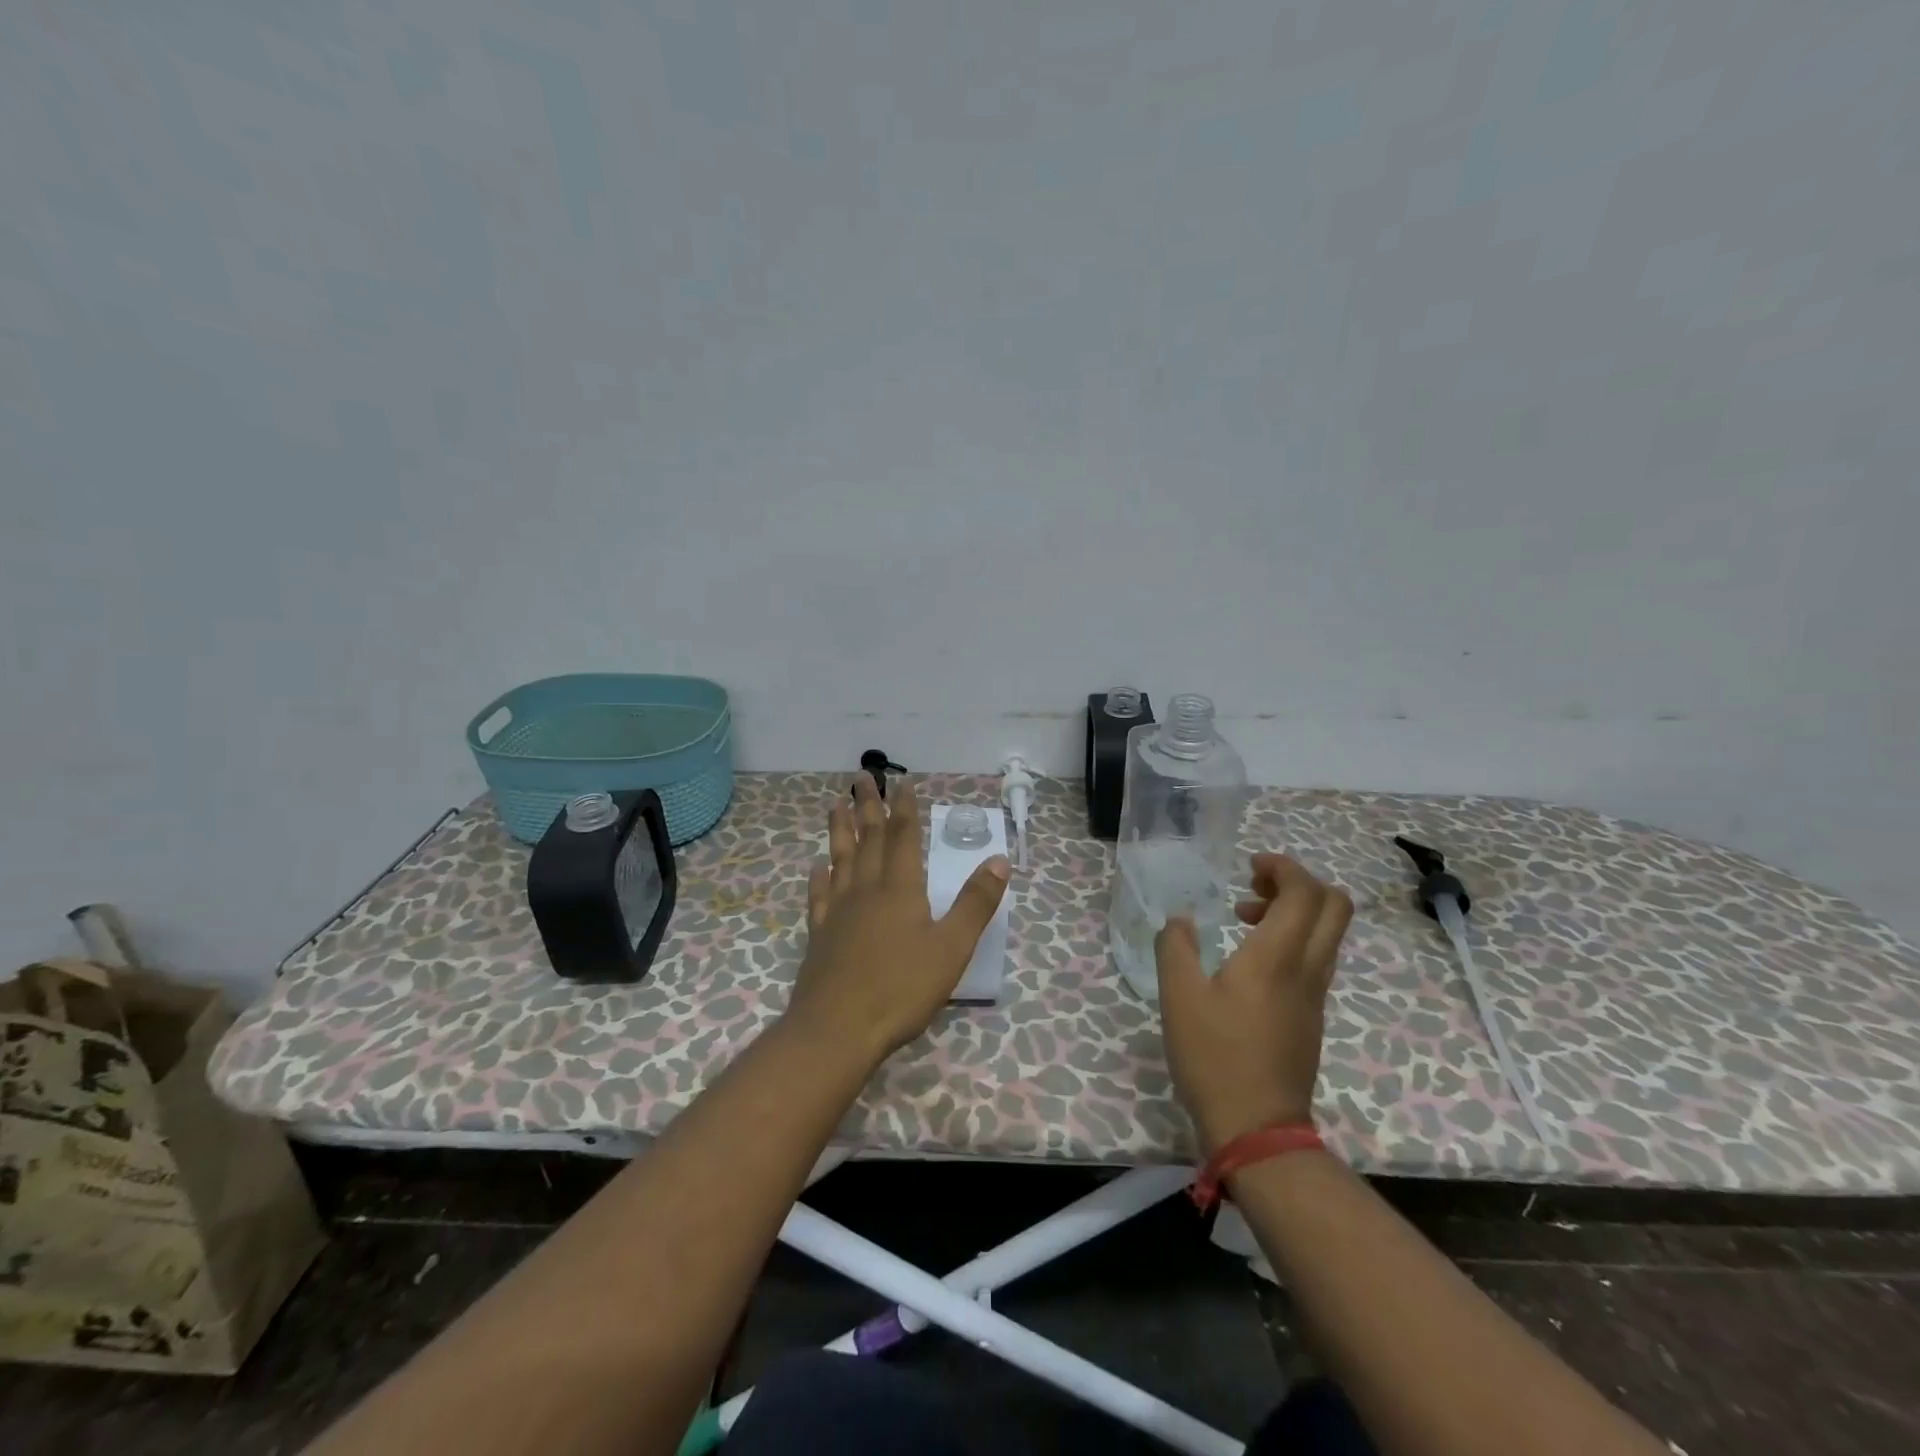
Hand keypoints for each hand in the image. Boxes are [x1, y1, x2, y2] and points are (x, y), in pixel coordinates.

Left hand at [788, 774, 1010, 1065]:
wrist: (838, 1029)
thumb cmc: (901, 988)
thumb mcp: (952, 947)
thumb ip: (975, 902)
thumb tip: (998, 859)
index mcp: (900, 889)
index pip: (903, 837)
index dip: (904, 808)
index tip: (901, 782)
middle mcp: (866, 890)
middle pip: (868, 839)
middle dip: (868, 806)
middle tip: (861, 777)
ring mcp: (838, 911)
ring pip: (840, 859)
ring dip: (839, 830)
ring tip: (835, 805)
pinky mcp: (820, 935)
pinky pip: (819, 896)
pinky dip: (819, 878)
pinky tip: (817, 868)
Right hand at [1155, 853, 1352, 1153]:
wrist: (1257, 1128)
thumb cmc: (1215, 1056)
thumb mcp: (1178, 996)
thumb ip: (1175, 947)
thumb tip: (1181, 921)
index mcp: (1277, 957)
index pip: (1305, 892)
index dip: (1284, 867)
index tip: (1249, 866)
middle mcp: (1308, 969)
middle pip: (1335, 906)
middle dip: (1299, 882)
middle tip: (1255, 886)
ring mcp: (1315, 994)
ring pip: (1327, 932)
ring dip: (1293, 911)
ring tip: (1243, 919)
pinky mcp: (1311, 1015)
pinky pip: (1315, 957)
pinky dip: (1291, 939)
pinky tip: (1250, 959)